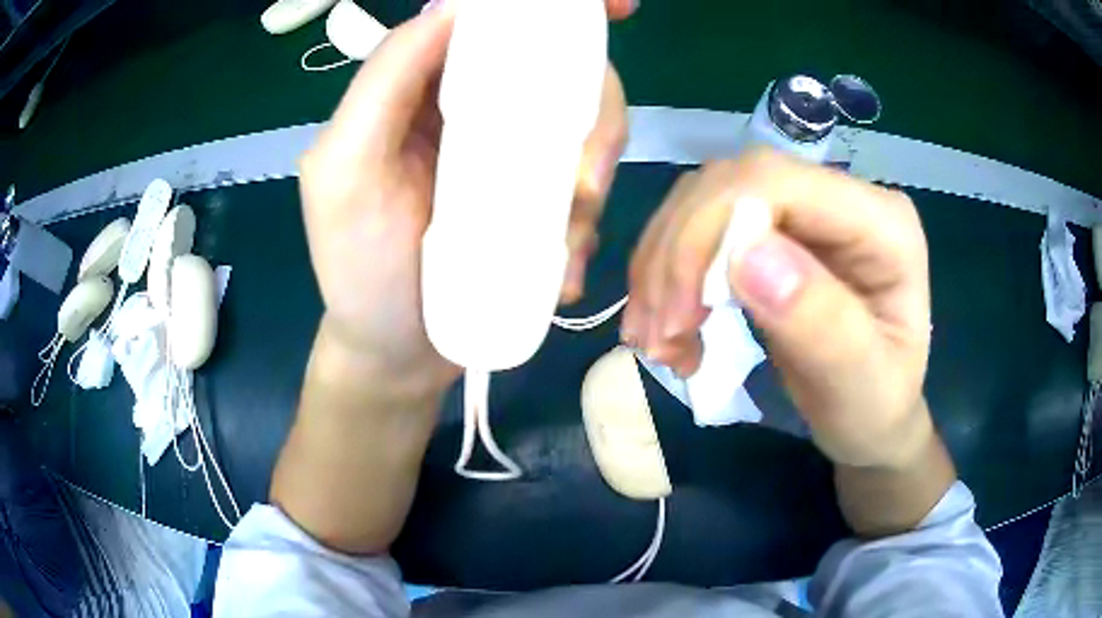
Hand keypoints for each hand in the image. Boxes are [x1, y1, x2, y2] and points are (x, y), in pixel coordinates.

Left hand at [298, 1, 627, 390]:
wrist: (396, 355)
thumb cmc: (360, 270)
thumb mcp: (345, 171)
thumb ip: (384, 82)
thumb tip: (450, 9)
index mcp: (422, 90)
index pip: (489, 24)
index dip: (554, 9)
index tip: (618, 7)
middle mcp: (472, 111)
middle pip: (558, 71)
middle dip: (591, 114)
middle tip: (585, 179)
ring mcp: (511, 157)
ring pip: (584, 128)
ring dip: (592, 180)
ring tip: (564, 242)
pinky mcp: (537, 202)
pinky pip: (586, 187)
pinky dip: (587, 224)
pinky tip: (560, 268)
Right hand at [624, 149, 933, 468]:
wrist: (869, 417)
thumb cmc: (874, 410)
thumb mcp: (860, 388)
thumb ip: (822, 324)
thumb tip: (747, 254)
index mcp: (882, 224)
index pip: (780, 183)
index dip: (714, 229)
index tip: (681, 314)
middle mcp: (840, 198)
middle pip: (733, 182)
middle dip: (681, 254)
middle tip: (659, 336)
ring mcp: (803, 209)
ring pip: (704, 199)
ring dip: (664, 267)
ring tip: (659, 341)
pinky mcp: (772, 229)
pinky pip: (699, 227)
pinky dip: (666, 274)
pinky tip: (666, 325)